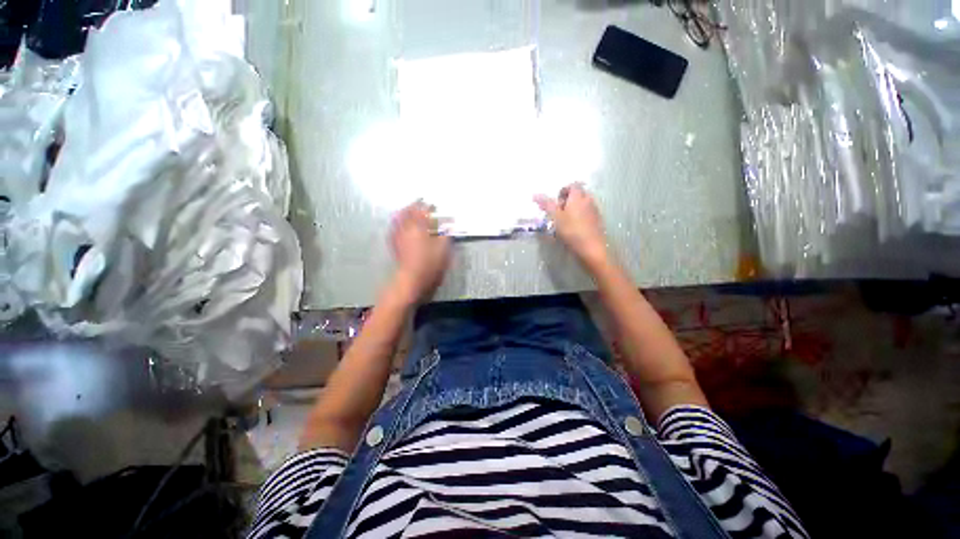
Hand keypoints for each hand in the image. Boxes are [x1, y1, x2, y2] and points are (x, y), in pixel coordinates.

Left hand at [389, 201, 451, 302]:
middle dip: (414, 206)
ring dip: (403, 212)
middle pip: (408, 212)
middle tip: (419, 202)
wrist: (412, 278)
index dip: (428, 207)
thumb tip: (448, 226)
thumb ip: (445, 235)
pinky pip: (393, 228)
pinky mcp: (394, 244)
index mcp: (419, 227)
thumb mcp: (443, 249)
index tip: (432, 204)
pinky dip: (397, 222)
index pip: (423, 212)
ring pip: (398, 219)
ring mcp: (398, 236)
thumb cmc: (429, 263)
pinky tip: (398, 224)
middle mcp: (407, 228)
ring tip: (407, 209)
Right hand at [535, 184, 608, 266]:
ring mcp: (595, 210)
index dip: (562, 192)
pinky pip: (588, 213)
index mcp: (578, 196)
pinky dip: (580, 217)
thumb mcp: (555, 218)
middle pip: (578, 194)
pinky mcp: (598, 221)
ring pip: (583, 204)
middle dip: (568, 201)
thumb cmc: (571, 231)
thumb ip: (546, 205)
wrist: (591, 248)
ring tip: (566, 222)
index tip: (556, 204)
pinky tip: (575, 229)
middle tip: (559, 213)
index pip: (572, 185)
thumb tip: (534, 194)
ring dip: (574, 209)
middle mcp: (589, 200)